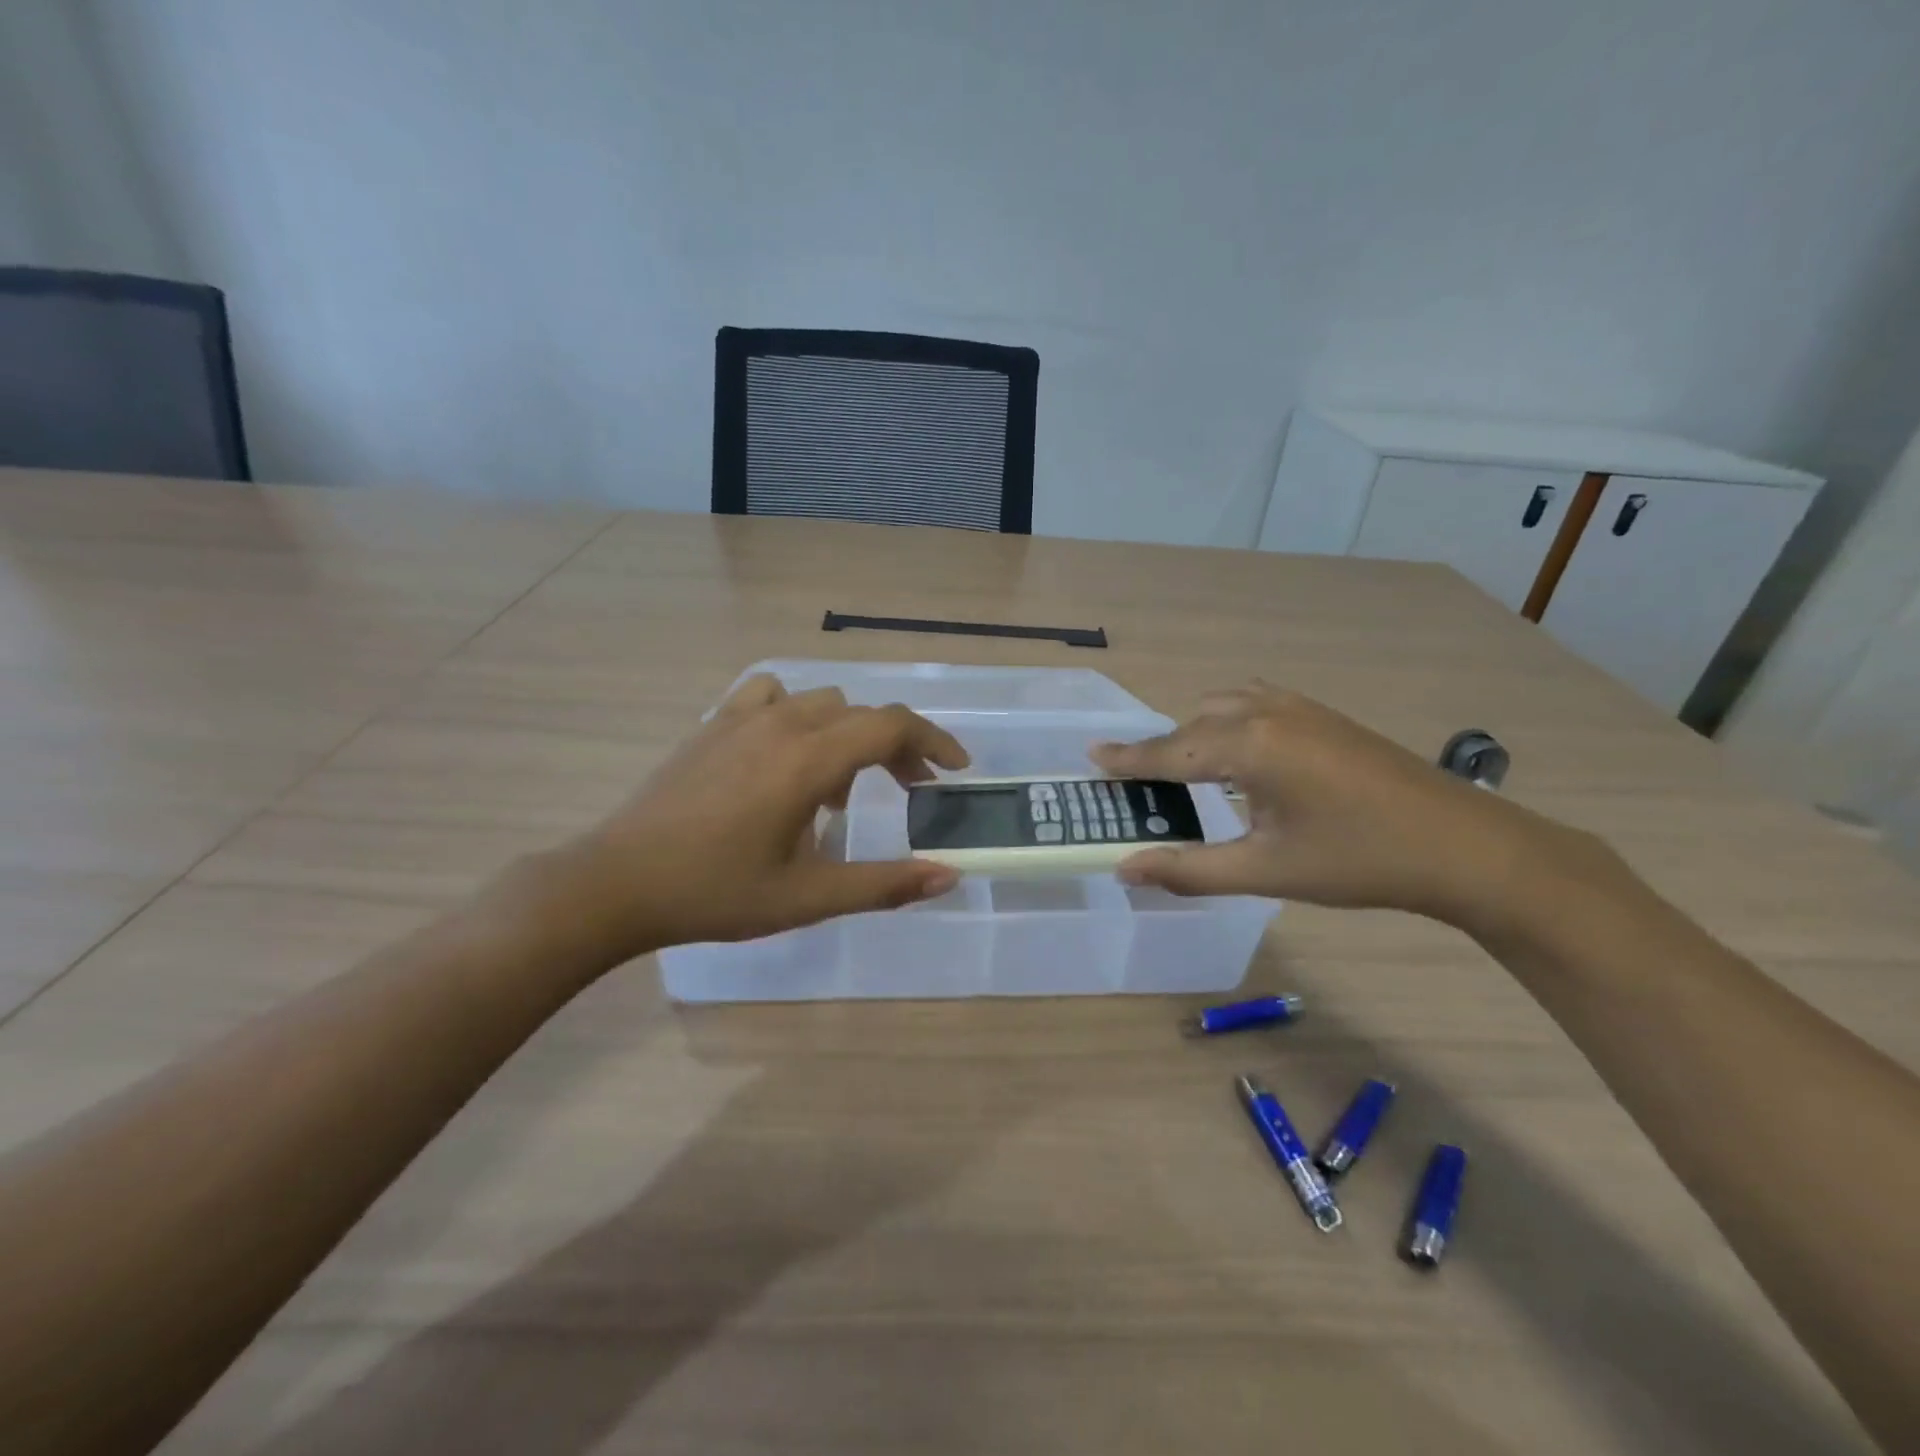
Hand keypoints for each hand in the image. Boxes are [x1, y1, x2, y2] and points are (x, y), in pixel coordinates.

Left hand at [526, 675, 969, 961]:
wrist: (617, 883)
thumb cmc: (716, 893)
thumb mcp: (808, 897)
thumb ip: (884, 884)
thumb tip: (947, 877)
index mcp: (808, 761)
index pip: (891, 726)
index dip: (933, 742)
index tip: (954, 772)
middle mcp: (782, 724)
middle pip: (862, 714)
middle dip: (897, 747)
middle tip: (908, 791)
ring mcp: (742, 717)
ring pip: (820, 702)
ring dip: (848, 734)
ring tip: (839, 786)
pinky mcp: (713, 724)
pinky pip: (771, 696)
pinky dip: (797, 715)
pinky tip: (785, 753)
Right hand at [1091, 683, 1591, 926]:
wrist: (1464, 846)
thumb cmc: (1358, 861)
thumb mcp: (1266, 871)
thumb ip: (1189, 868)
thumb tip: (1124, 868)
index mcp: (1248, 746)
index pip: (1169, 752)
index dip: (1127, 759)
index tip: (1091, 755)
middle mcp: (1266, 713)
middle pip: (1192, 725)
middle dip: (1162, 751)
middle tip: (1140, 784)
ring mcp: (1300, 708)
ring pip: (1225, 707)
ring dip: (1197, 732)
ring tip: (1188, 771)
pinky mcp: (1324, 715)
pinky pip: (1256, 704)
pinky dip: (1230, 723)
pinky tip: (1242, 756)